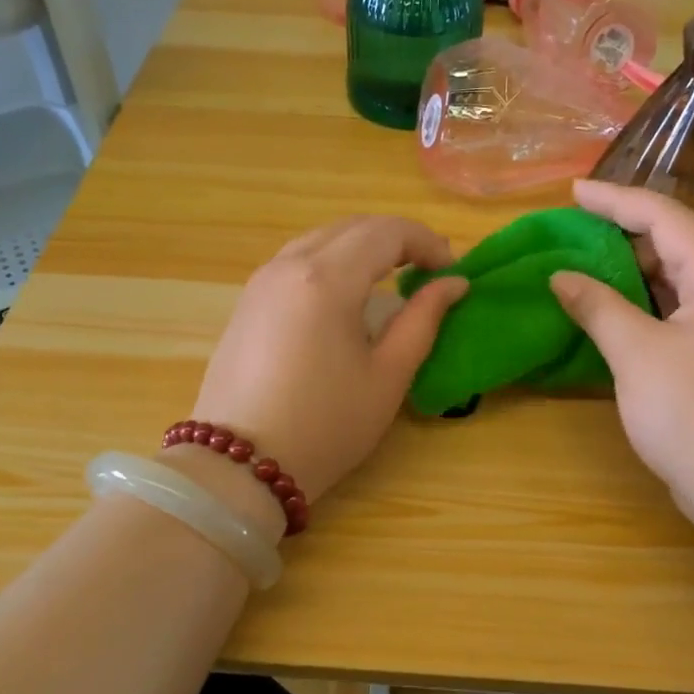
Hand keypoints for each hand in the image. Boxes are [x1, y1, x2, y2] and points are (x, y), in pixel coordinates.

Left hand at [189, 216, 468, 503]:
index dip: (426, 242)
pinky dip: (331, 262)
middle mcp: (288, 264)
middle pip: (352, 227)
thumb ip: (423, 320)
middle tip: (427, 271)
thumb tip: (453, 283)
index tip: (450, 272)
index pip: (386, 231)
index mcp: (326, 279)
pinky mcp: (246, 301)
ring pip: (321, 239)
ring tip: (391, 280)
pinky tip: (345, 297)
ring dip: (362, 248)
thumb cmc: (325, 425)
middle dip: (396, 239)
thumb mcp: (388, 376)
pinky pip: (296, 260)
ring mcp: (261, 281)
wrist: (239, 466)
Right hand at [550, 180, 693, 529]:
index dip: (616, 199)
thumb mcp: (637, 355)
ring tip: (595, 274)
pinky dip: (657, 310)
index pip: (666, 217)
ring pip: (689, 285)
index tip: (574, 192)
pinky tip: (628, 323)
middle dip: (628, 237)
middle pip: (683, 246)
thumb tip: (562, 277)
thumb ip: (598, 307)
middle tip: (579, 238)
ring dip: (642, 276)